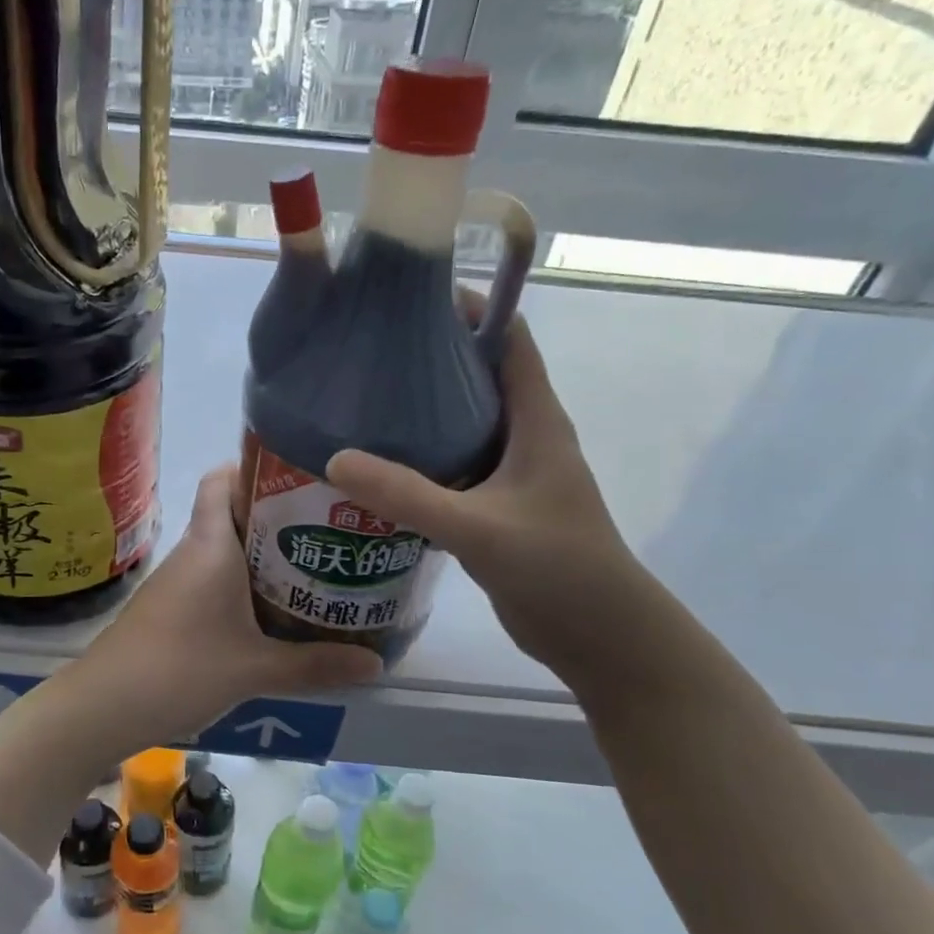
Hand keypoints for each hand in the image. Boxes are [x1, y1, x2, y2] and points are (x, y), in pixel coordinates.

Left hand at [71, 466, 383, 744]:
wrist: (103, 706)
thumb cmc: (180, 669)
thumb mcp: (255, 670)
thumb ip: (315, 665)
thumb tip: (376, 664)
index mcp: (211, 545)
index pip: (222, 480)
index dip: (255, 468)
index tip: (301, 478)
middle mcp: (193, 553)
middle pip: (233, 515)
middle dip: (278, 518)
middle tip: (329, 530)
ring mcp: (177, 582)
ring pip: (224, 552)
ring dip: (262, 557)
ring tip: (313, 569)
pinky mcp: (170, 609)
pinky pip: (213, 582)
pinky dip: (242, 587)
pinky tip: (271, 614)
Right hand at [326, 313, 651, 686]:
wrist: (599, 636)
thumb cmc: (558, 568)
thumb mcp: (478, 528)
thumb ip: (408, 495)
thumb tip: (334, 459)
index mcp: (536, 421)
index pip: (509, 339)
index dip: (470, 307)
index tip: (412, 297)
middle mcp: (525, 437)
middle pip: (477, 376)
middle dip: (429, 356)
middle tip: (366, 351)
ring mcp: (510, 475)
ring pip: (461, 424)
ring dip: (420, 411)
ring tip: (359, 401)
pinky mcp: (495, 509)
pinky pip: (452, 468)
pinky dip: (418, 459)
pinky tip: (376, 469)